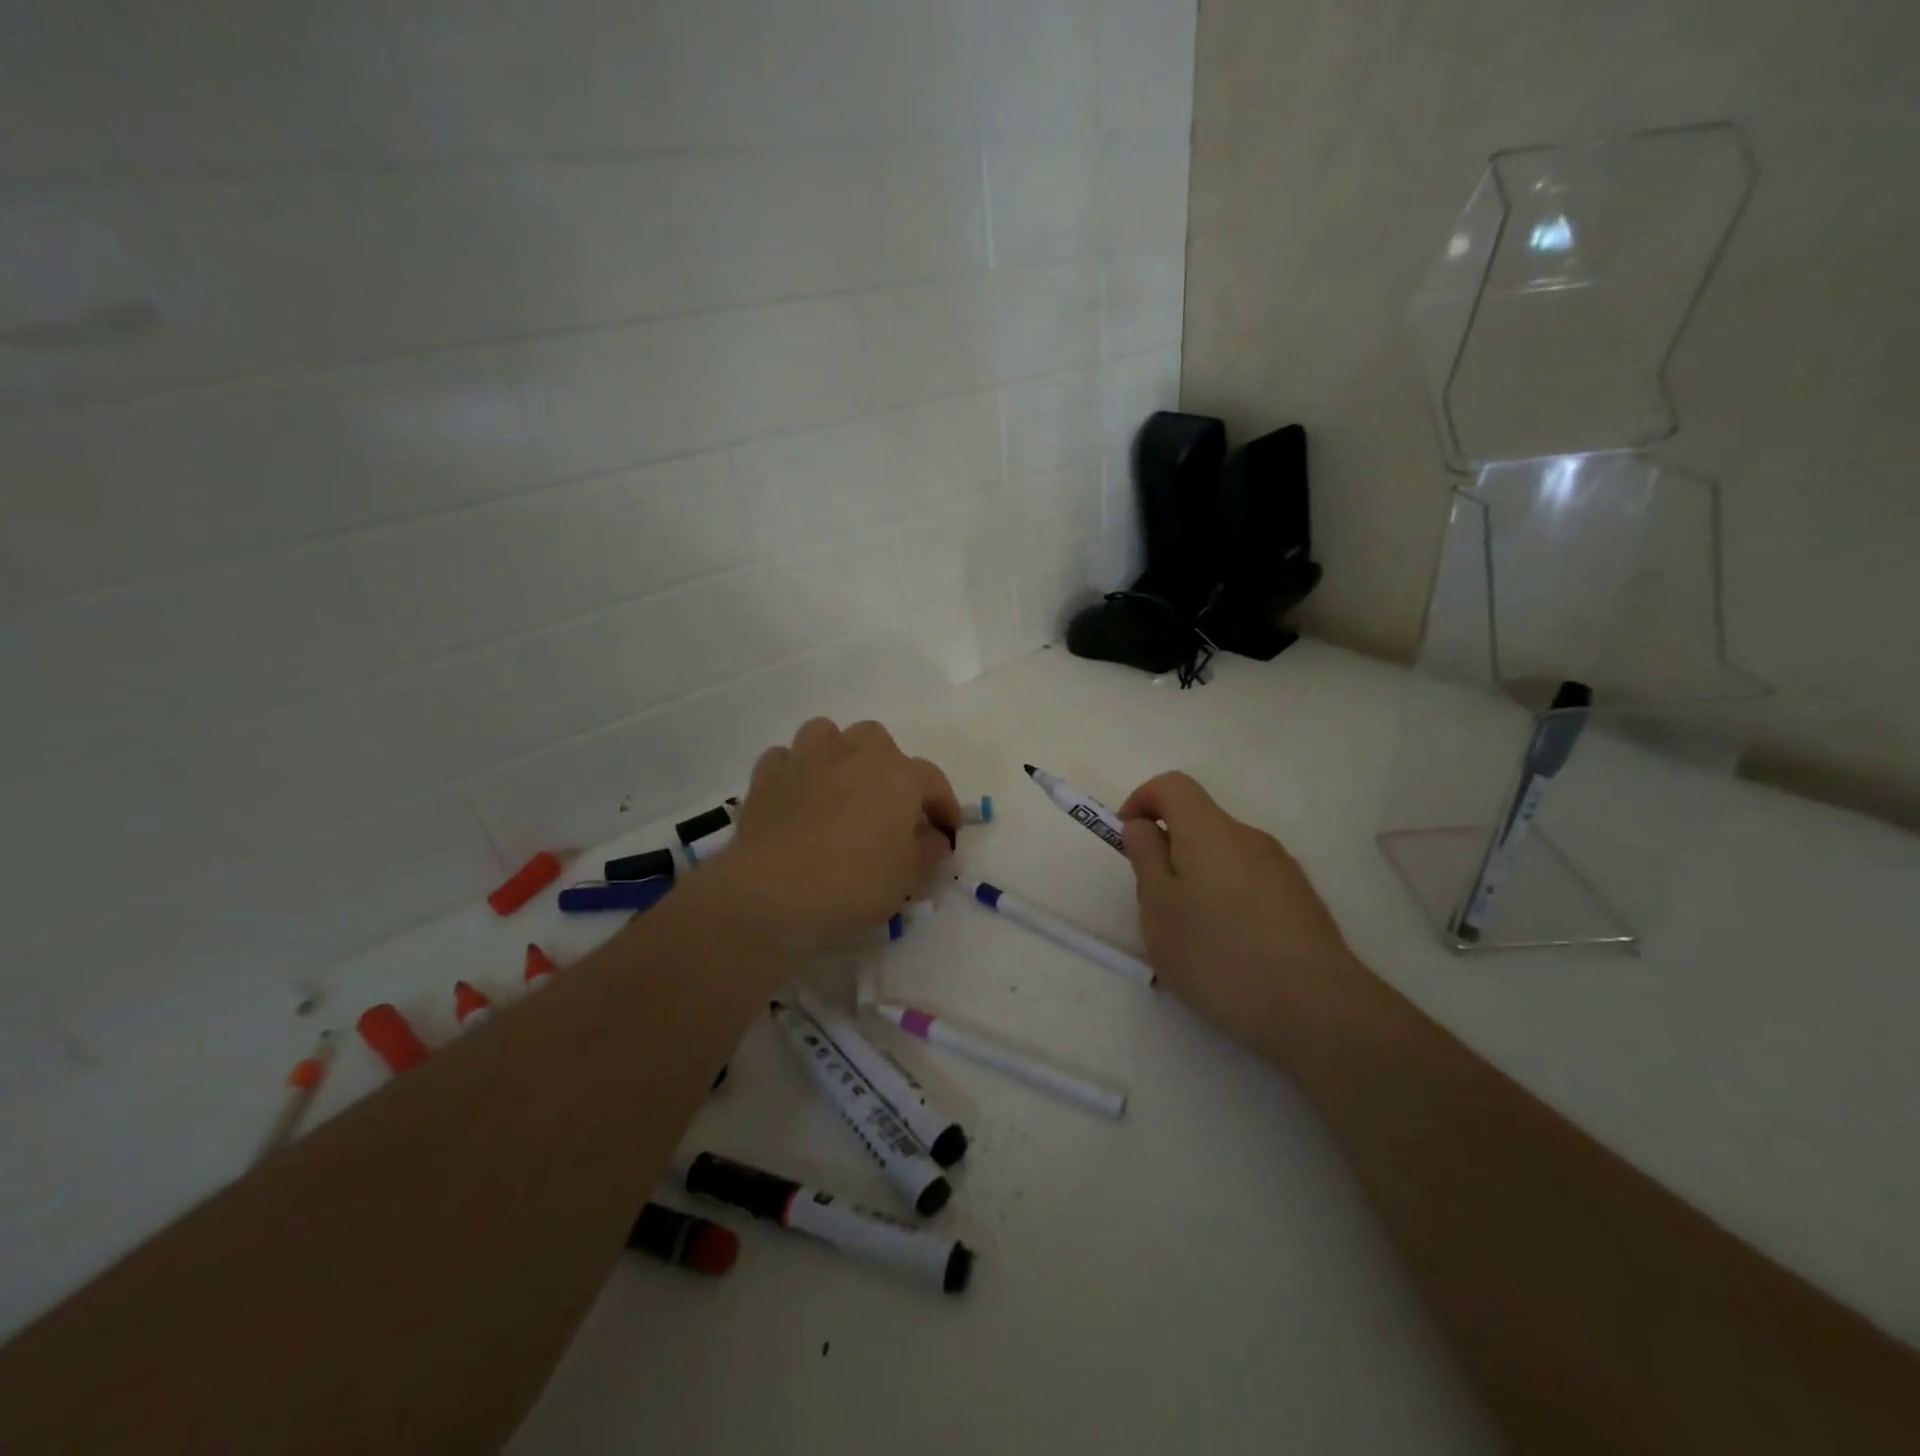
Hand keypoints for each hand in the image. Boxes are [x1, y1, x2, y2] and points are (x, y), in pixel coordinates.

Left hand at [717, 718, 960, 953]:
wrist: (773, 893)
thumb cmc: (853, 884)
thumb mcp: (907, 877)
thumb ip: (927, 850)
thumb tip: (933, 837)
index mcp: (898, 775)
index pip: (933, 781)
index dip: (943, 806)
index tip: (946, 831)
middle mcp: (854, 753)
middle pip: (878, 741)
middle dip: (887, 767)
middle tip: (887, 805)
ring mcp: (807, 758)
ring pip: (827, 733)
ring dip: (838, 753)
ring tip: (839, 786)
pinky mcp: (767, 774)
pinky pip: (786, 757)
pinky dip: (795, 771)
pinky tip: (797, 796)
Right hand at [1119, 772, 1364, 1063]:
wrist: (1316, 1008)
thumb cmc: (1219, 954)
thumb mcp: (1159, 908)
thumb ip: (1146, 858)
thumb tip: (1143, 826)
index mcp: (1209, 830)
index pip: (1172, 785)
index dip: (1142, 800)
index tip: (1127, 840)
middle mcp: (1249, 838)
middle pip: (1199, 822)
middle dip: (1168, 851)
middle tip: (1155, 904)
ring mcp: (1281, 868)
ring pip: (1224, 856)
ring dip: (1198, 879)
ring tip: (1192, 936)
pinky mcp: (1301, 900)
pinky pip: (1249, 883)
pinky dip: (1227, 900)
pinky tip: (1230, 951)